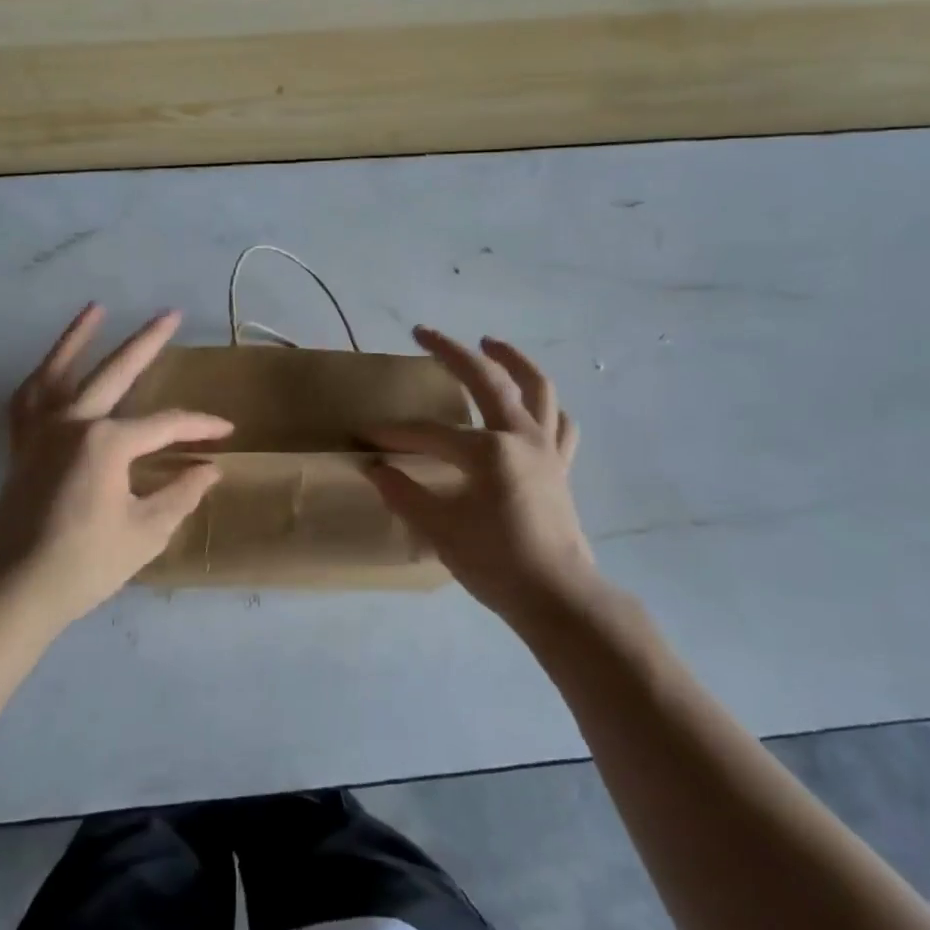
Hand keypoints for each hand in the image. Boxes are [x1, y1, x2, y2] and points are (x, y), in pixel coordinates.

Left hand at [0, 304, 231, 630]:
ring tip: (96, 308)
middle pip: (116, 372)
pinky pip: (28, 401)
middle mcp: (72, 423)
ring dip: (78, 338)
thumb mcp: (146, 532)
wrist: (13, 591)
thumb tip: (209, 470)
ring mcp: (40, 432)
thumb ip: (181, 494)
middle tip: (171, 314)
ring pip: (59, 371)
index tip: (225, 434)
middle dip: (148, 342)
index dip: (199, 428)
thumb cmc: (85, 564)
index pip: (165, 425)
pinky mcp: (21, 448)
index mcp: (106, 442)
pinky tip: (52, 368)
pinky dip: (41, 379)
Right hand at [367, 328, 602, 629]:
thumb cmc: (496, 564)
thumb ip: (405, 494)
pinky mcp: (561, 465)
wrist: (558, 598)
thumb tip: (376, 469)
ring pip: (536, 387)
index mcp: (488, 451)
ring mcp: (546, 448)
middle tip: (424, 332)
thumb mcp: (440, 530)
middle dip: (451, 352)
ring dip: (512, 359)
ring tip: (490, 342)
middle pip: (486, 380)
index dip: (395, 434)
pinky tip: (533, 405)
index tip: (368, 436)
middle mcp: (521, 436)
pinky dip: (546, 406)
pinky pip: (559, 423)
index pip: (430, 434)